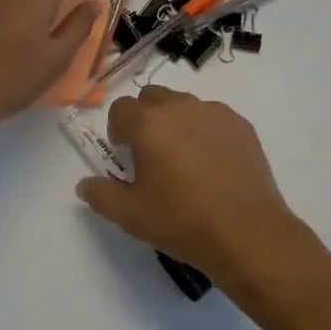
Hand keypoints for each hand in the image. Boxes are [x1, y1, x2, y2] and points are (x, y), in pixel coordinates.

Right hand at [75, 87, 303, 283]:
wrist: (247, 232)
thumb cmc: (182, 221)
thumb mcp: (131, 216)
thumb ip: (101, 195)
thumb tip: (84, 184)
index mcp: (148, 123)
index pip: (120, 108)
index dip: (117, 129)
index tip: (124, 154)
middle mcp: (179, 106)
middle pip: (152, 97)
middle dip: (145, 118)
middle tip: (151, 153)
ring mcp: (214, 112)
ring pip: (184, 104)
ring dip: (176, 122)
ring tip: (184, 160)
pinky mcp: (240, 124)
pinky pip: (213, 117)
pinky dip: (206, 131)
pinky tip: (214, 164)